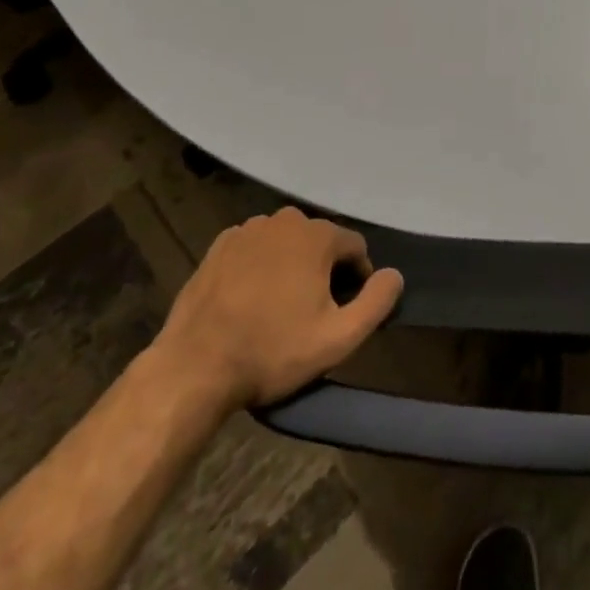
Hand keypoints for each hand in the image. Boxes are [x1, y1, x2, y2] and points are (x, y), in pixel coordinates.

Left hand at [151, 207, 403, 411]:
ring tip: (280, 307)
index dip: (356, 279)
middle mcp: (284, 221)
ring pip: (286, 243)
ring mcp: (247, 231)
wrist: (195, 368)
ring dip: (291, 265)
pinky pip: (254, 248)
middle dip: (323, 269)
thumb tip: (394, 275)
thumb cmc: (273, 351)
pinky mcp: (218, 247)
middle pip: (320, 241)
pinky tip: (250, 299)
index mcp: (317, 236)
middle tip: (311, 312)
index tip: (343, 310)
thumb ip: (377, 302)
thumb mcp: (339, 338)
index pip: (355, 247)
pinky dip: (260, 266)